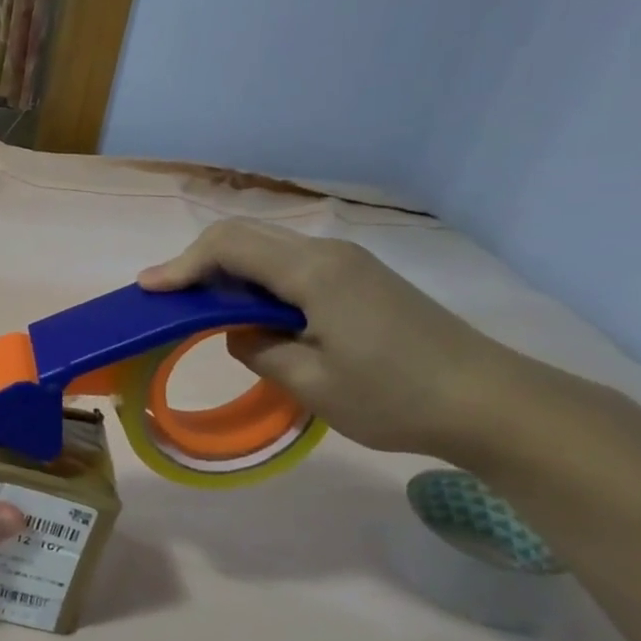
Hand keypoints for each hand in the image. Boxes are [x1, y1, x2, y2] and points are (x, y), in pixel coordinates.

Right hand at [137, 220, 511, 458]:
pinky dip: (255, 281)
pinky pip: (290, 266)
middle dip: (197, 262)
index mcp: (313, 272)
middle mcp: (328, 254)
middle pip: (245, 237)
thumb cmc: (396, 397)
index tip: (147, 290)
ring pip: (268, 250)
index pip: (229, 247)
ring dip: (226, 271)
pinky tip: (247, 310)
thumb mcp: (310, 384)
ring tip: (195, 304)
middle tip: (164, 296)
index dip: (181, 265)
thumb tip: (239, 331)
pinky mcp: (361, 281)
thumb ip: (258, 349)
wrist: (493, 403)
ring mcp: (349, 264)